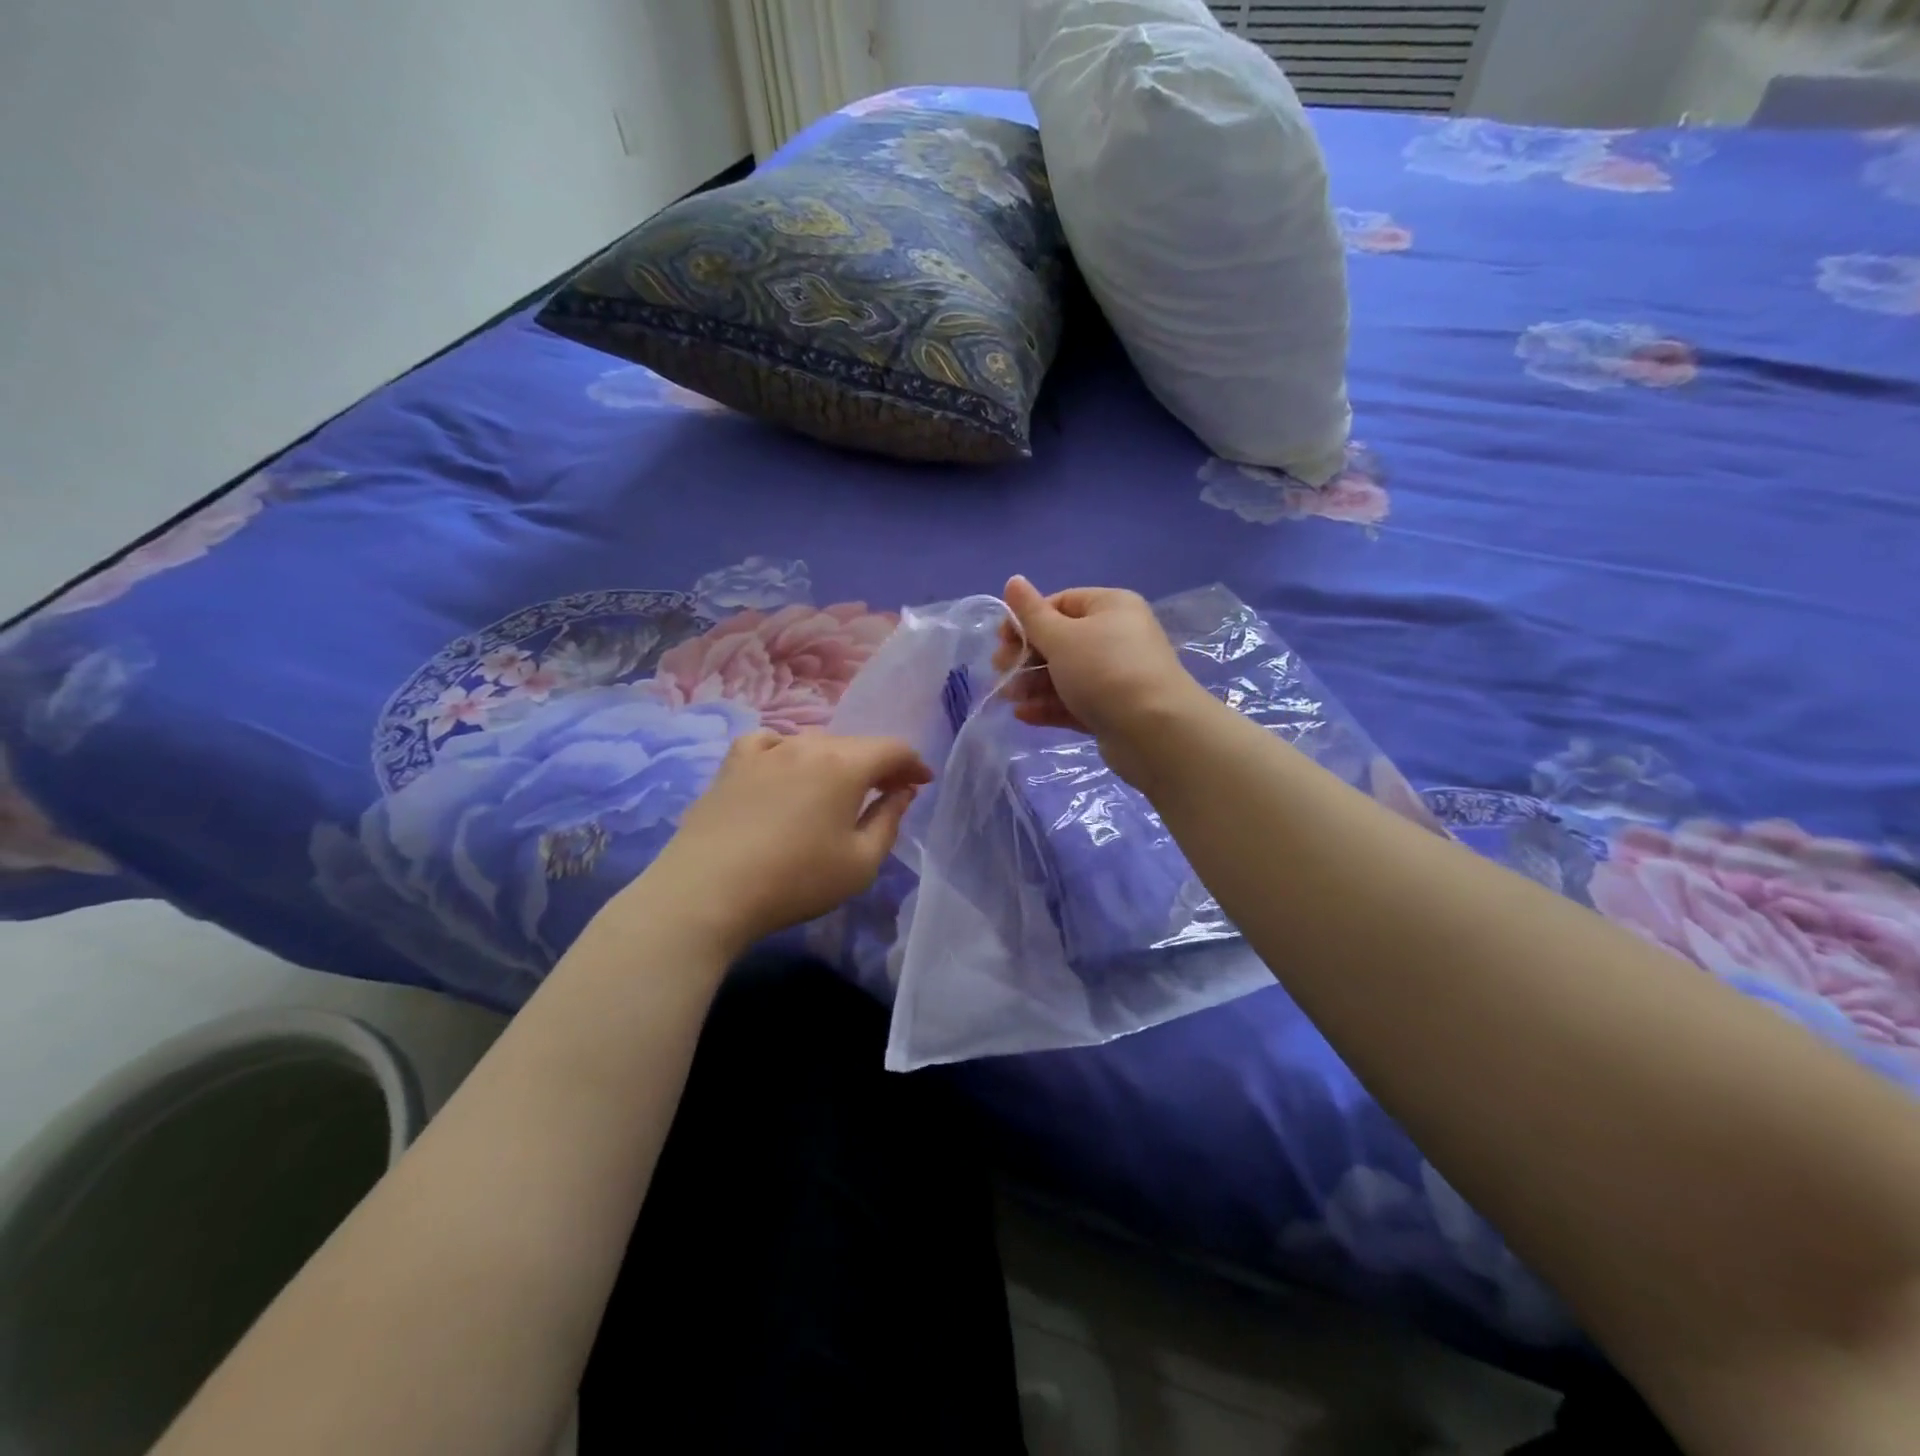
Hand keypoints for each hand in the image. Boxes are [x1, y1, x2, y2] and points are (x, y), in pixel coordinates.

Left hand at [638, 732, 930, 954]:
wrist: (707, 891)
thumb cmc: (795, 880)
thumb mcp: (860, 863)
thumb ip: (889, 820)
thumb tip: (902, 791)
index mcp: (845, 764)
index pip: (892, 749)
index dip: (913, 764)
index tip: (922, 782)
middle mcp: (808, 745)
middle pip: (855, 744)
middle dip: (877, 765)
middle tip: (886, 792)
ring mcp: (766, 750)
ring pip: (814, 743)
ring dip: (836, 761)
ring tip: (837, 788)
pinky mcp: (732, 764)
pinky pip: (771, 743)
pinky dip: (788, 752)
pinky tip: (784, 770)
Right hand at [993, 576, 1215, 788]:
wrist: (1154, 731)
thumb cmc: (1104, 671)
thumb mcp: (1061, 637)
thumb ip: (1031, 614)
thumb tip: (1013, 580)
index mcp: (1110, 607)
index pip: (1060, 603)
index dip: (1027, 619)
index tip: (1001, 641)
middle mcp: (1116, 637)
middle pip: (1061, 641)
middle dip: (1026, 656)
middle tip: (1001, 671)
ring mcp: (1116, 676)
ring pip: (1066, 674)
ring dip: (1033, 684)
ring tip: (1008, 697)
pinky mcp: (1113, 710)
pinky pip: (1075, 702)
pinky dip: (1049, 706)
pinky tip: (1023, 715)